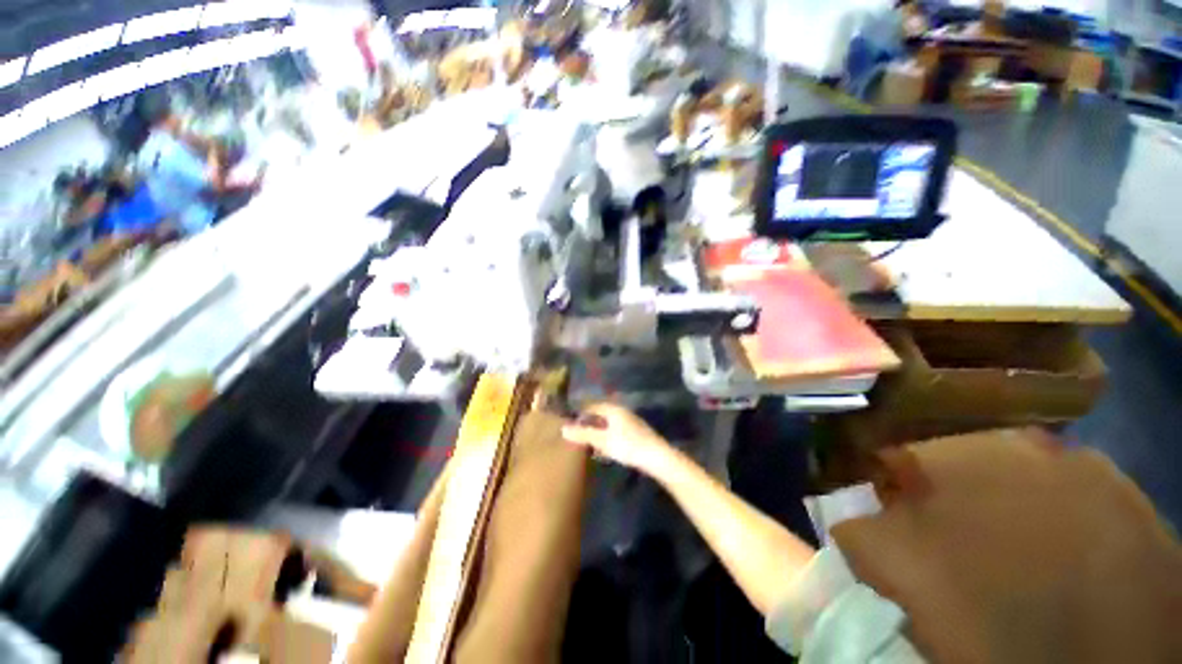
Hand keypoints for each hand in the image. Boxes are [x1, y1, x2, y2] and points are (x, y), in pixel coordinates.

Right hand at [561, 403, 673, 475]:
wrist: (657, 457)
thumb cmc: (627, 445)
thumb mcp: (602, 440)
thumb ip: (583, 434)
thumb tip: (563, 429)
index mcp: (613, 409)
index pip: (593, 406)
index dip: (581, 414)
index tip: (571, 425)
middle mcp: (622, 412)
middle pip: (601, 415)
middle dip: (589, 424)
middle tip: (578, 436)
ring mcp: (630, 422)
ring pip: (609, 424)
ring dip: (599, 432)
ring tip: (589, 445)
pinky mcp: (636, 433)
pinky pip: (616, 432)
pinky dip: (608, 438)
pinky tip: (606, 450)